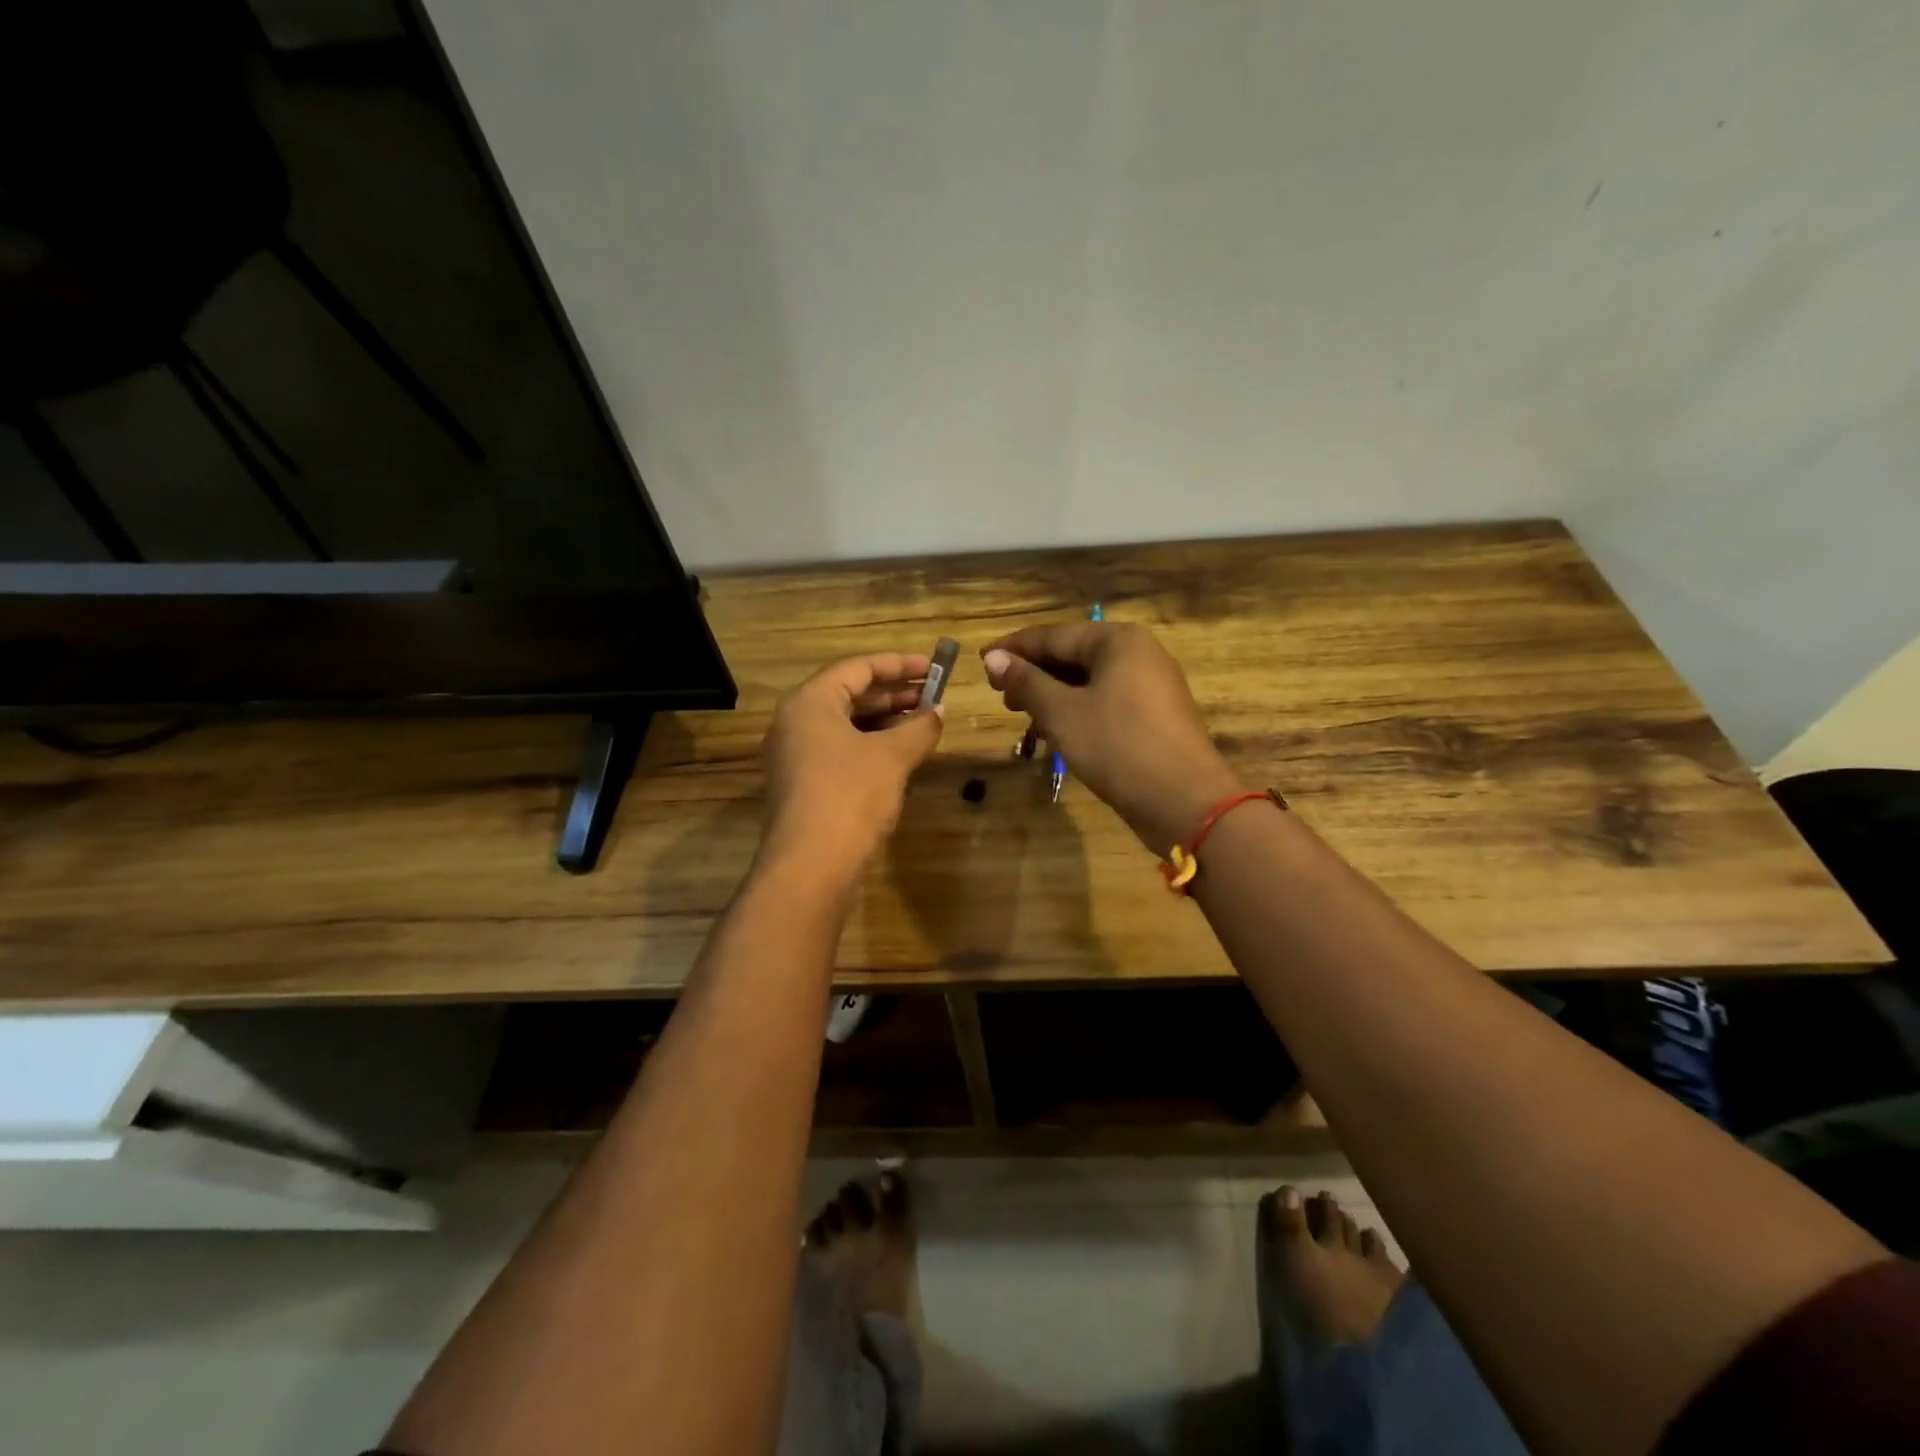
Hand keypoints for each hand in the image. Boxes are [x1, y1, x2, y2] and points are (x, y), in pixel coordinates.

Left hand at [760, 652, 944, 880]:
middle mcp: (795, 722)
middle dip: (894, 694)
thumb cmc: (850, 795)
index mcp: (809, 702)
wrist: (811, 866)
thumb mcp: (892, 756)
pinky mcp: (803, 785)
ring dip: (885, 722)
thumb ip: (919, 727)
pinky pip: (840, 751)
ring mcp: (795, 756)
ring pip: (846, 725)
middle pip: (849, 694)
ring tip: (924, 724)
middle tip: (934, 696)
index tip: (933, 667)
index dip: (899, 665)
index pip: (858, 667)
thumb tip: (938, 712)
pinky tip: (901, 756)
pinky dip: (871, 746)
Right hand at [982, 623, 1241, 850]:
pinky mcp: (1154, 716)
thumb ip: (1027, 682)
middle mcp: (1138, 654)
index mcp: (1117, 641)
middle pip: (1072, 655)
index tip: (981, 662)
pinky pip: (1105, 701)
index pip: (1053, 635)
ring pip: (1088, 681)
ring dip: (1052, 696)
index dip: (1013, 649)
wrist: (1185, 802)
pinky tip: (1055, 733)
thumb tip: (994, 658)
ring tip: (1022, 716)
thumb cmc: (1118, 747)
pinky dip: (1077, 711)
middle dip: (1033, 674)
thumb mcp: (1063, 713)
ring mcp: (1151, 685)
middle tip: (999, 696)